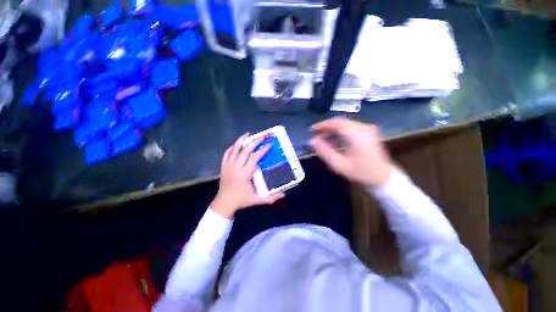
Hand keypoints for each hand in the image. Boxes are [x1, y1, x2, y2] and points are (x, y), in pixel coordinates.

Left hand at [211, 133, 284, 218]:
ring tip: (248, 134)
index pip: (254, 158)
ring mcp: (228, 166)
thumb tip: (284, 194)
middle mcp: (236, 167)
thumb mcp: (257, 200)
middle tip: (261, 137)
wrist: (224, 203)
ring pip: (234, 149)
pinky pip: (227, 153)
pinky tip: (237, 144)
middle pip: (245, 150)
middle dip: (254, 142)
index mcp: (245, 174)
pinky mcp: (223, 166)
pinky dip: (232, 147)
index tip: (269, 145)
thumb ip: (271, 198)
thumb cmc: (241, 200)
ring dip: (241, 140)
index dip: (262, 150)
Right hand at [310, 117, 393, 187]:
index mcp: (356, 133)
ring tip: (322, 139)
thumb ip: (324, 151)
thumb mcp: (339, 164)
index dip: (322, 125)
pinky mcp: (368, 133)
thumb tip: (312, 141)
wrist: (383, 177)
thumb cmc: (360, 172)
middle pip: (340, 122)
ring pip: (345, 125)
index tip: (312, 130)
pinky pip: (350, 128)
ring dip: (332, 130)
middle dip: (326, 127)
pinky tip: (334, 140)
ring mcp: (367, 129)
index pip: (336, 122)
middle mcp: (363, 127)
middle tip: (315, 135)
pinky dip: (340, 133)